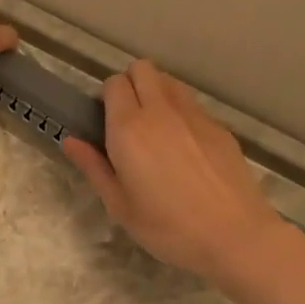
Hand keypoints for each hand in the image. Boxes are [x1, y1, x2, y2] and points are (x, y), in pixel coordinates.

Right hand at [61, 60, 287, 283]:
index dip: (106, 97)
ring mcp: (194, 115)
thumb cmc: (168, 227)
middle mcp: (161, 110)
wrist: (234, 235)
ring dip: (156, 92)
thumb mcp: (120, 205)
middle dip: (130, 84)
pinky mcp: (219, 126)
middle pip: (142, 68)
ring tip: (156, 129)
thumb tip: (70, 140)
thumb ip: (93, 167)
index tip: (105, 122)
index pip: (113, 83)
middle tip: (128, 120)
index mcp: (129, 128)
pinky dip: (181, 113)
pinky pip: (192, 104)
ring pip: (169, 81)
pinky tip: (185, 149)